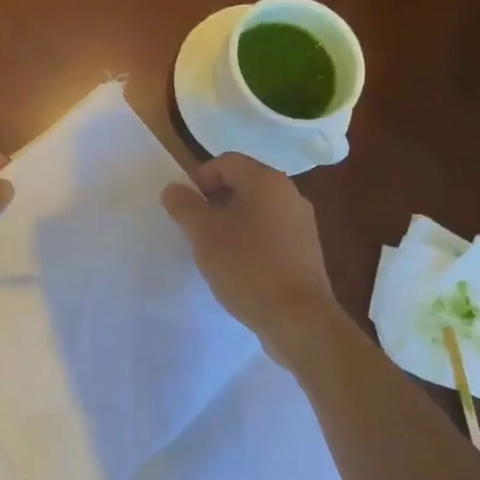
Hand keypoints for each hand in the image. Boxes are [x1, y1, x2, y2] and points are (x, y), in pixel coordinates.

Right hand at [161, 153, 336, 348]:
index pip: (227, 161)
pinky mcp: (306, 250)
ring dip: (231, 221)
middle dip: (214, 200)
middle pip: (244, 183)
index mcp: (267, 182)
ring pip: (257, 209)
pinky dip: (250, 238)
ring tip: (213, 249)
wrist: (298, 318)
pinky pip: (271, 231)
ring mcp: (302, 223)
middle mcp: (290, 194)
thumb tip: (173, 189)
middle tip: (194, 227)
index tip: (184, 206)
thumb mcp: (205, 235)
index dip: (200, 177)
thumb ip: (185, 207)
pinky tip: (238, 266)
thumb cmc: (247, 267)